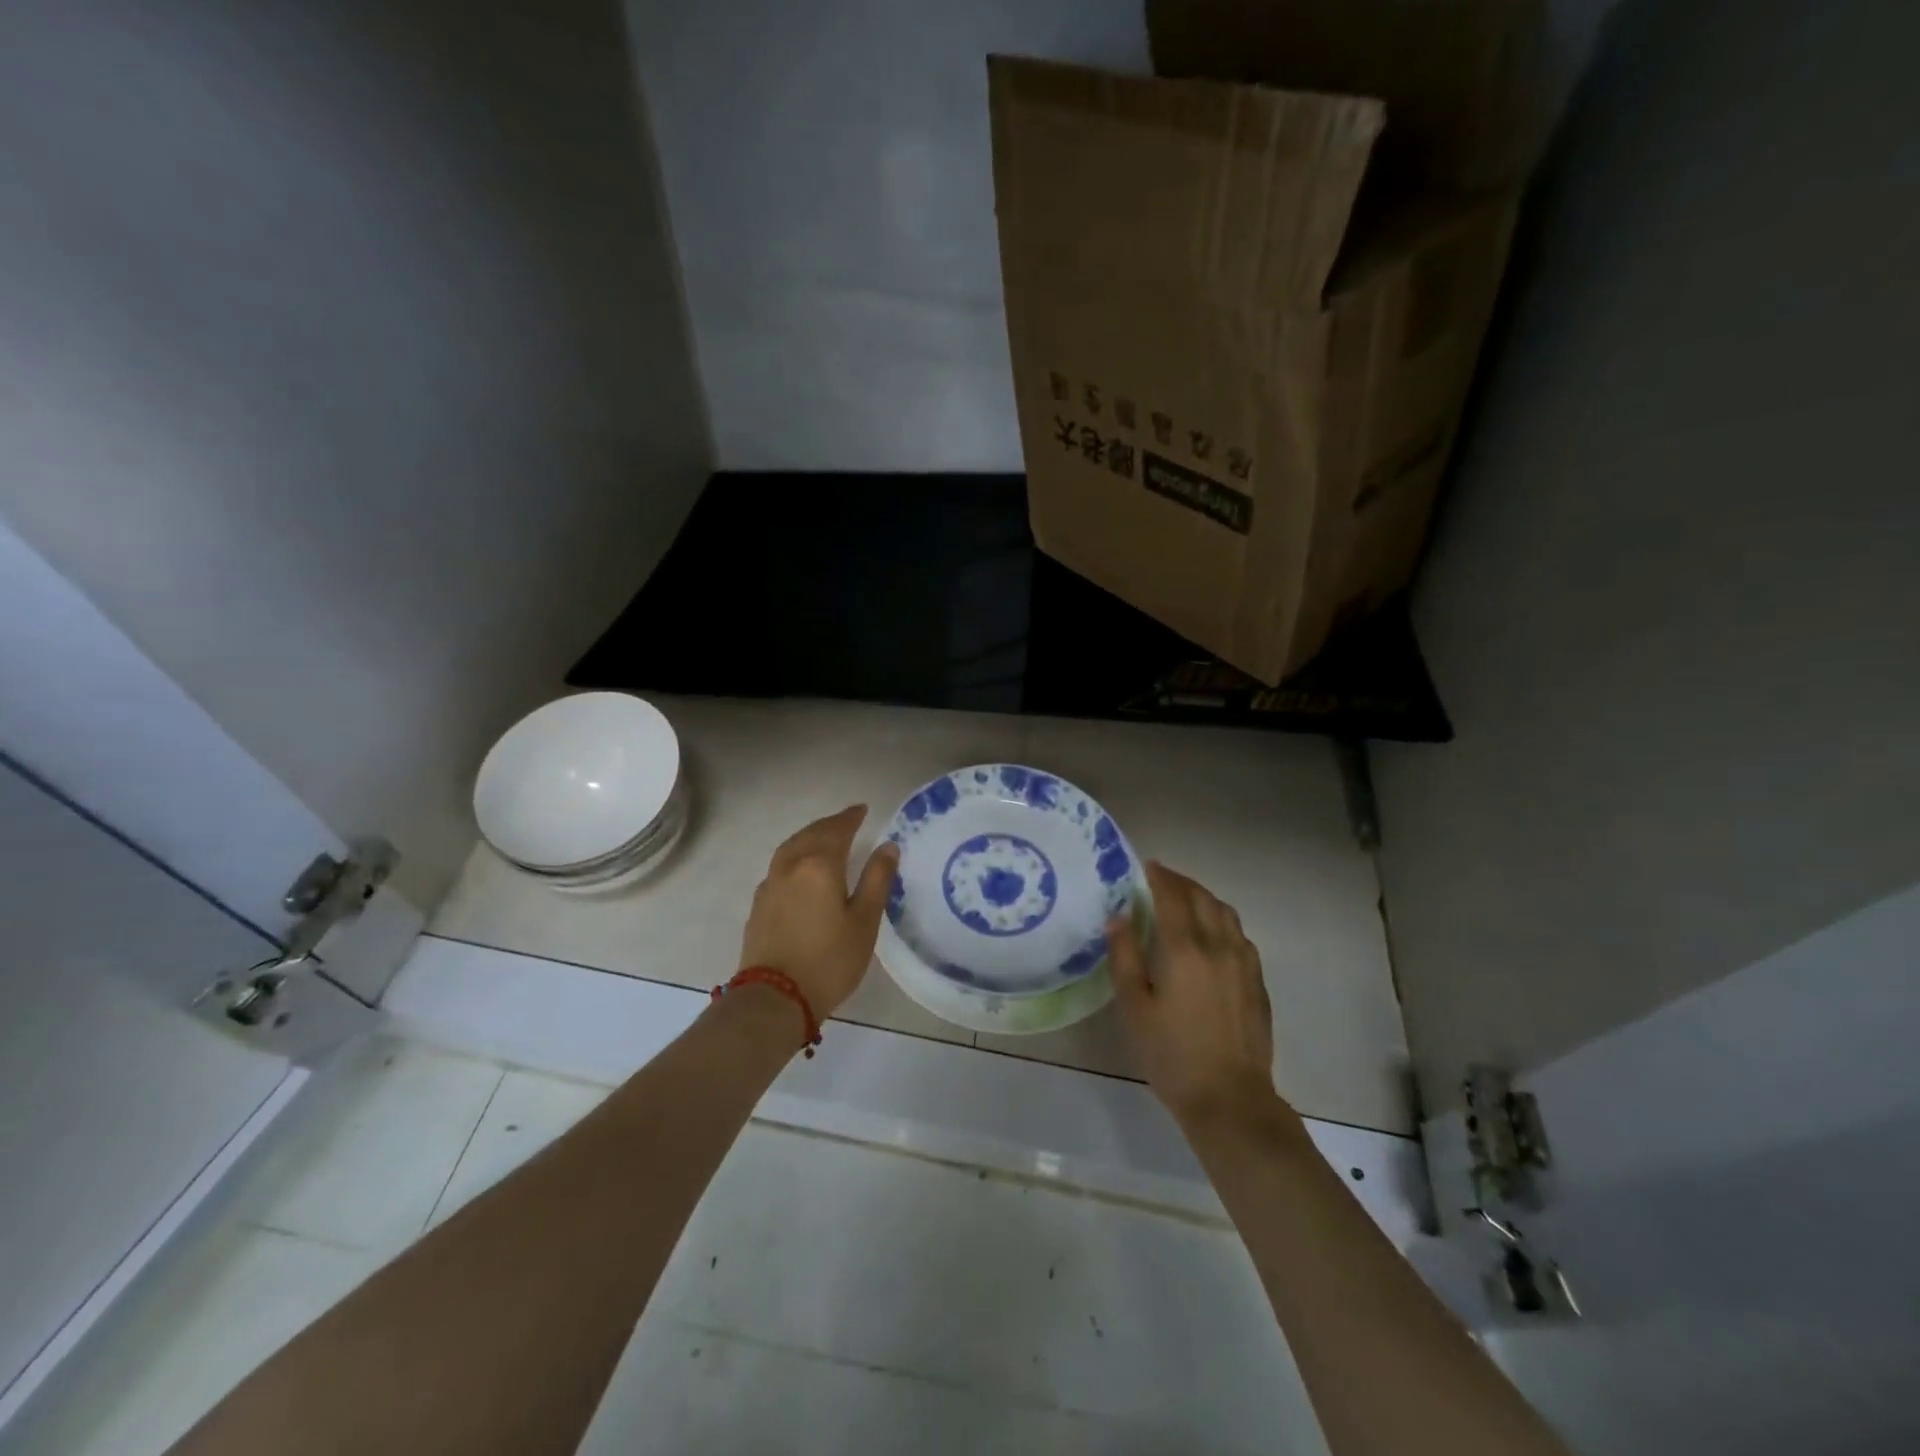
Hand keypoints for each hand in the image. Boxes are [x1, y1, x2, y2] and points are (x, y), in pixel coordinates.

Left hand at [738, 805, 898, 1018]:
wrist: (775, 999)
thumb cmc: (829, 961)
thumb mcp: (865, 922)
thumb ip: (877, 880)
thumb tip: (888, 847)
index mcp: (819, 865)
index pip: (837, 830)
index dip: (850, 818)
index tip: (862, 809)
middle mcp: (791, 867)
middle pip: (811, 834)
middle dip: (830, 824)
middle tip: (847, 820)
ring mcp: (770, 885)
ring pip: (790, 848)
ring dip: (809, 836)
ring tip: (823, 838)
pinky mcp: (759, 905)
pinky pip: (780, 866)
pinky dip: (795, 856)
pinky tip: (800, 869)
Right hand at [1109, 862, 1281, 1128]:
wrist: (1230, 1099)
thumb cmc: (1172, 1055)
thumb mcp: (1135, 1007)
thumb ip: (1125, 957)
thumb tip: (1119, 917)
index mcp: (1185, 950)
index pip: (1172, 897)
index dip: (1159, 877)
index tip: (1146, 866)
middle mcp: (1219, 946)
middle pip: (1202, 898)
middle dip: (1181, 883)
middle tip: (1161, 879)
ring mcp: (1244, 963)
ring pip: (1226, 913)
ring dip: (1204, 898)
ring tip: (1185, 900)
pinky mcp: (1257, 981)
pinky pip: (1239, 935)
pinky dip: (1221, 920)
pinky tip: (1211, 934)